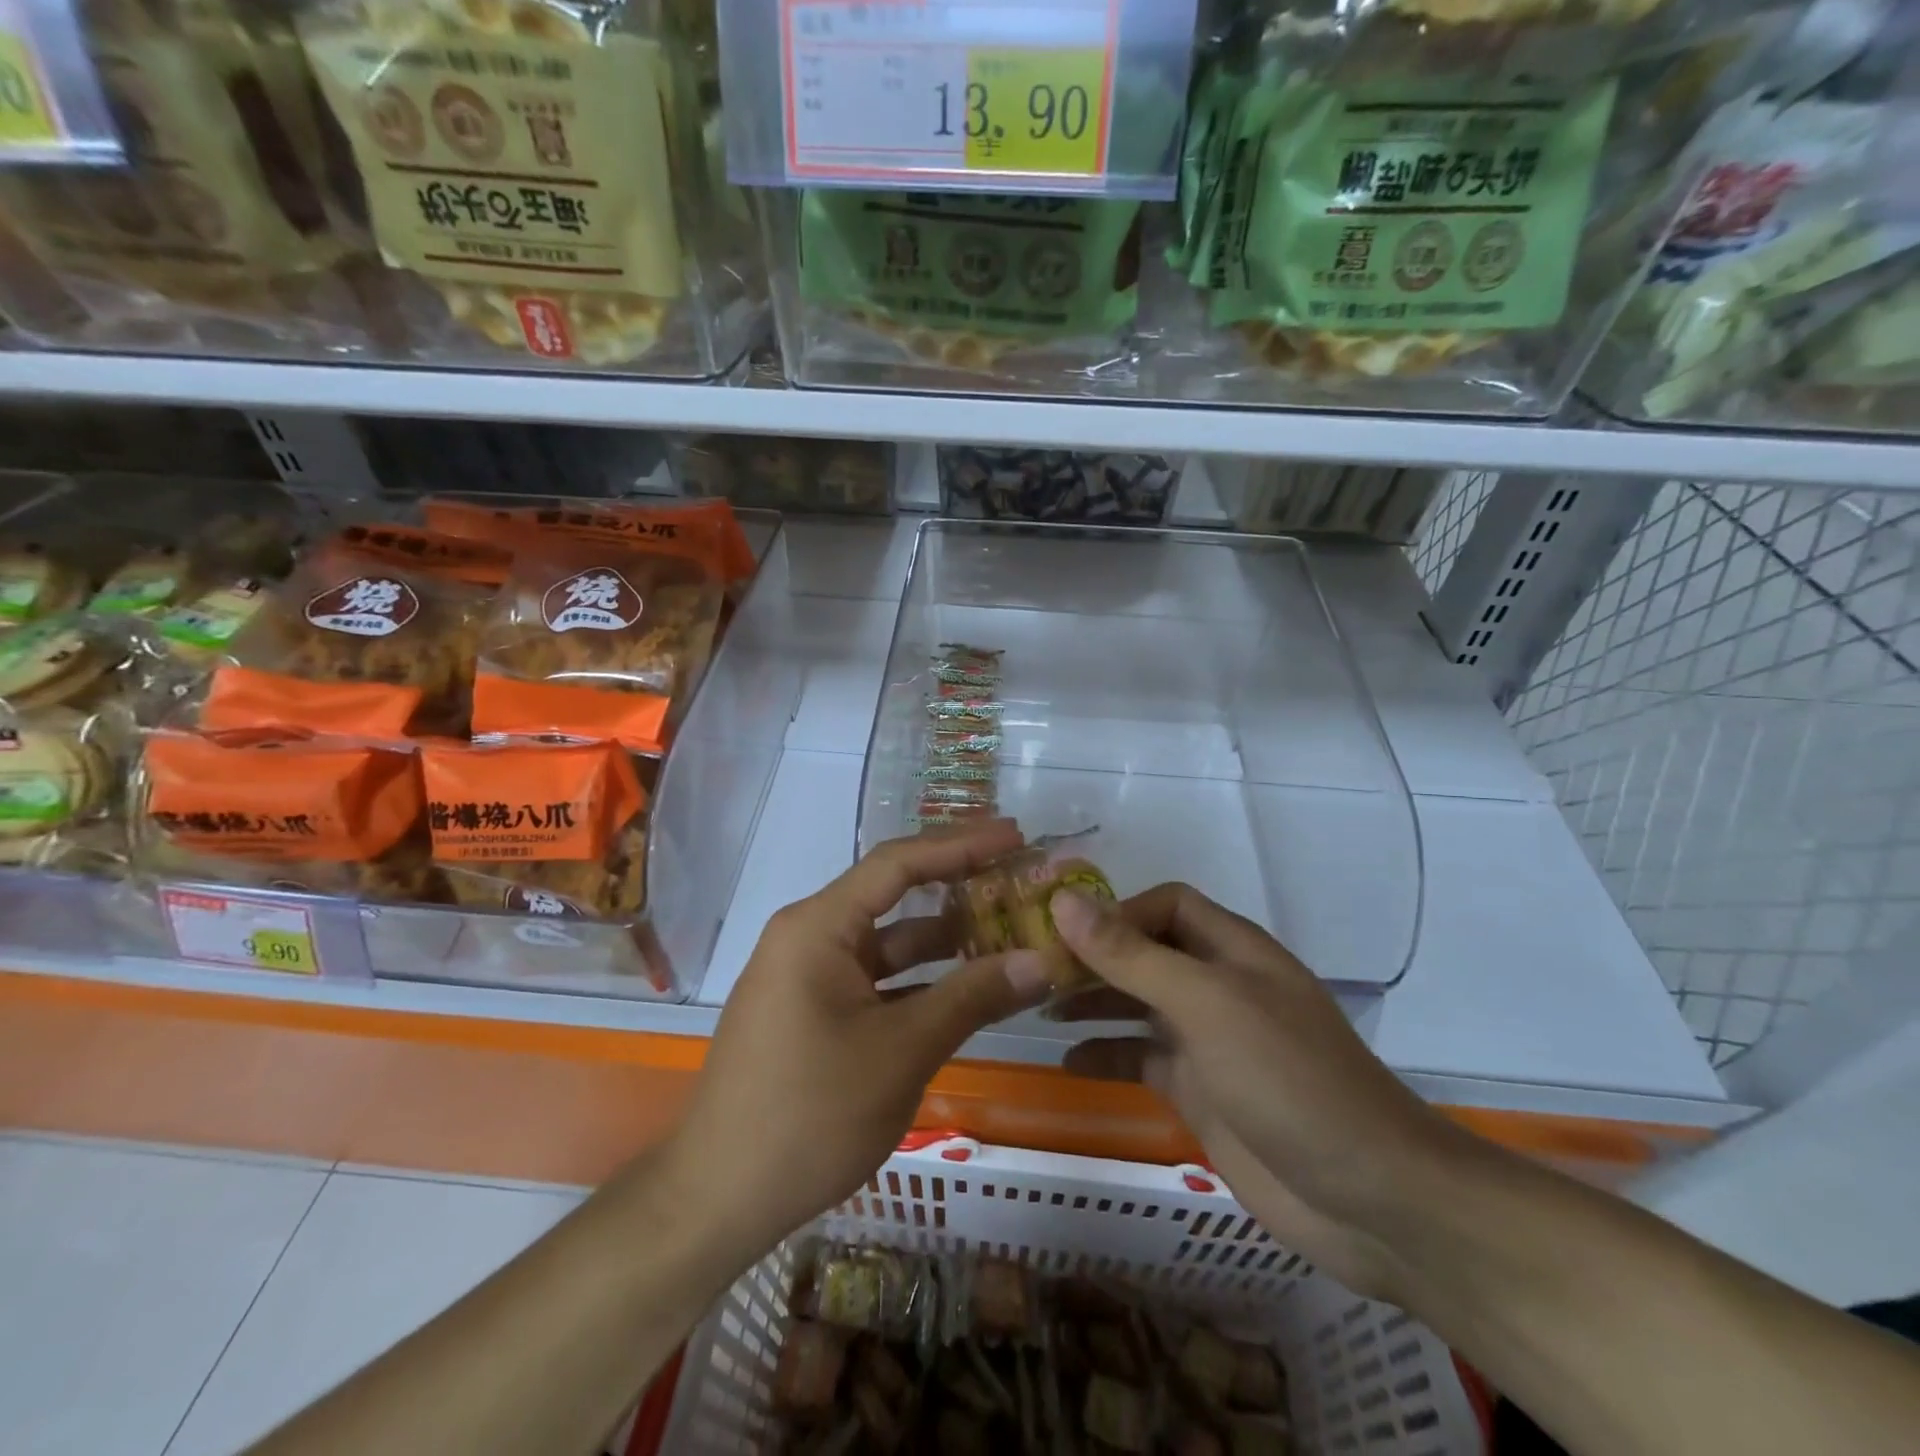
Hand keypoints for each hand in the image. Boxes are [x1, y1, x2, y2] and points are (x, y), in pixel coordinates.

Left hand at [666, 820, 1050, 1253]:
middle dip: (957, 885)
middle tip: (1019, 875)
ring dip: (944, 939)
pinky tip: (966, 988)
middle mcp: (809, 936)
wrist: (718, 1199)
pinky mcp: (812, 1011)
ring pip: (887, 942)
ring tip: (1008, 930)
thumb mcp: (901, 1052)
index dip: (961, 844)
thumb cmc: (809, 1114)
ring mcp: (808, 976)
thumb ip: (972, 997)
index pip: (898, 862)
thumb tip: (1041, 960)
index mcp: (819, 926)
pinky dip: (919, 979)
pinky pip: (875, 978)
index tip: (1015, 834)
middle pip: (893, 895)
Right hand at [1053, 884, 1468, 1297]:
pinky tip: (1067, 1062)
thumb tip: (1063, 901)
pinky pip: (1142, 1059)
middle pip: (1144, 953)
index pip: (1164, 905)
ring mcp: (1209, 1041)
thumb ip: (1132, 955)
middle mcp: (1218, 986)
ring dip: (1092, 1001)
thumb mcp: (1205, 1004)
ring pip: (1138, 1005)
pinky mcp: (1201, 1092)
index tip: (1060, 933)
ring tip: (1038, 1007)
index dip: (1115, 911)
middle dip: (1092, 957)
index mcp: (1231, 950)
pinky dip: (1106, 1055)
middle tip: (1032, 971)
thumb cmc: (1287, 1079)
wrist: (1370, 1199)